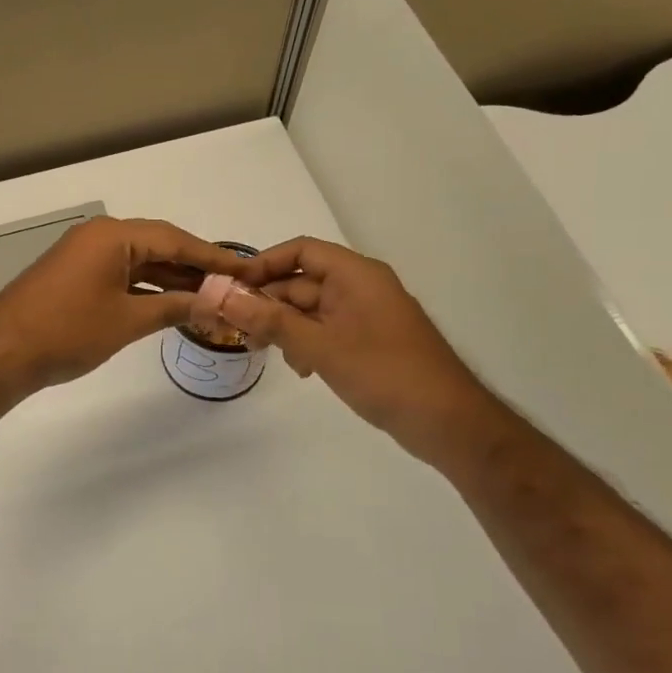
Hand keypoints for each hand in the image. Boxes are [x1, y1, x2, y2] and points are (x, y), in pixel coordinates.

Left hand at [0, 217, 244, 397]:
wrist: (2, 354)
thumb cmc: (67, 332)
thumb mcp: (127, 320)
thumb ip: (174, 307)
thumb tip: (216, 302)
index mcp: (113, 235)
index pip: (175, 239)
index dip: (212, 257)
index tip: (245, 269)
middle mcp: (99, 236)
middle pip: (158, 246)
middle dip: (194, 269)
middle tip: (232, 286)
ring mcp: (83, 255)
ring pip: (139, 262)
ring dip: (170, 280)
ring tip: (209, 298)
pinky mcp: (74, 275)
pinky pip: (120, 274)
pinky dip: (145, 288)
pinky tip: (170, 304)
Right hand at [218, 237, 507, 467]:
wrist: (447, 421)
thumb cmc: (384, 373)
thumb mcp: (320, 346)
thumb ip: (271, 321)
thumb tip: (223, 297)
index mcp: (356, 275)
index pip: (301, 251)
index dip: (264, 264)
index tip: (231, 288)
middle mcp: (361, 287)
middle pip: (302, 282)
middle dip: (268, 303)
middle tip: (235, 329)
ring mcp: (367, 315)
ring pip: (311, 310)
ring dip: (284, 326)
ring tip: (262, 351)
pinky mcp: (369, 341)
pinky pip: (327, 331)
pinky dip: (306, 343)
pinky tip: (300, 369)